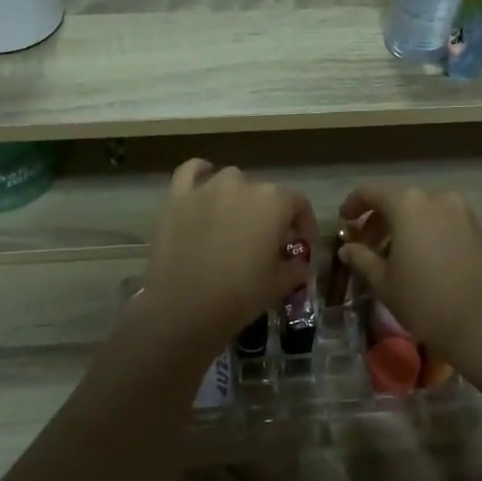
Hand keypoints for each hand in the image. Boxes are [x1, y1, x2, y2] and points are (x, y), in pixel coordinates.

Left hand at [143, 161, 317, 349]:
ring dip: (238, 197)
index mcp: (274, 202)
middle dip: (270, 215)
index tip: (302, 245)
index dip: (304, 225)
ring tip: (235, 222)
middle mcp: (242, 184)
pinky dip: (200, 174)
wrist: (182, 308)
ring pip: (231, 181)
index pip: (298, 204)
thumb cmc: (238, 296)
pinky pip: (191, 172)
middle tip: (266, 242)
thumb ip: (296, 268)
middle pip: (264, 193)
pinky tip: (204, 188)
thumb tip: (301, 263)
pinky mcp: (177, 197)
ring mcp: (207, 187)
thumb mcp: (278, 286)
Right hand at [336, 182, 481, 361]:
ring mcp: (462, 213)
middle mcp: (437, 199)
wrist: (481, 324)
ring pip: (423, 212)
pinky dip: (426, 232)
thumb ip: (361, 257)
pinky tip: (420, 259)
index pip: (372, 192)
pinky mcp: (479, 231)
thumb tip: (347, 248)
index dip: (353, 204)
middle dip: (379, 219)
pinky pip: (443, 222)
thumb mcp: (383, 281)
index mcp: (408, 205)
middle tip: (366, 245)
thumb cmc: (423, 300)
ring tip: (393, 255)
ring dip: (404, 226)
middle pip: (399, 201)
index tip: (344, 221)